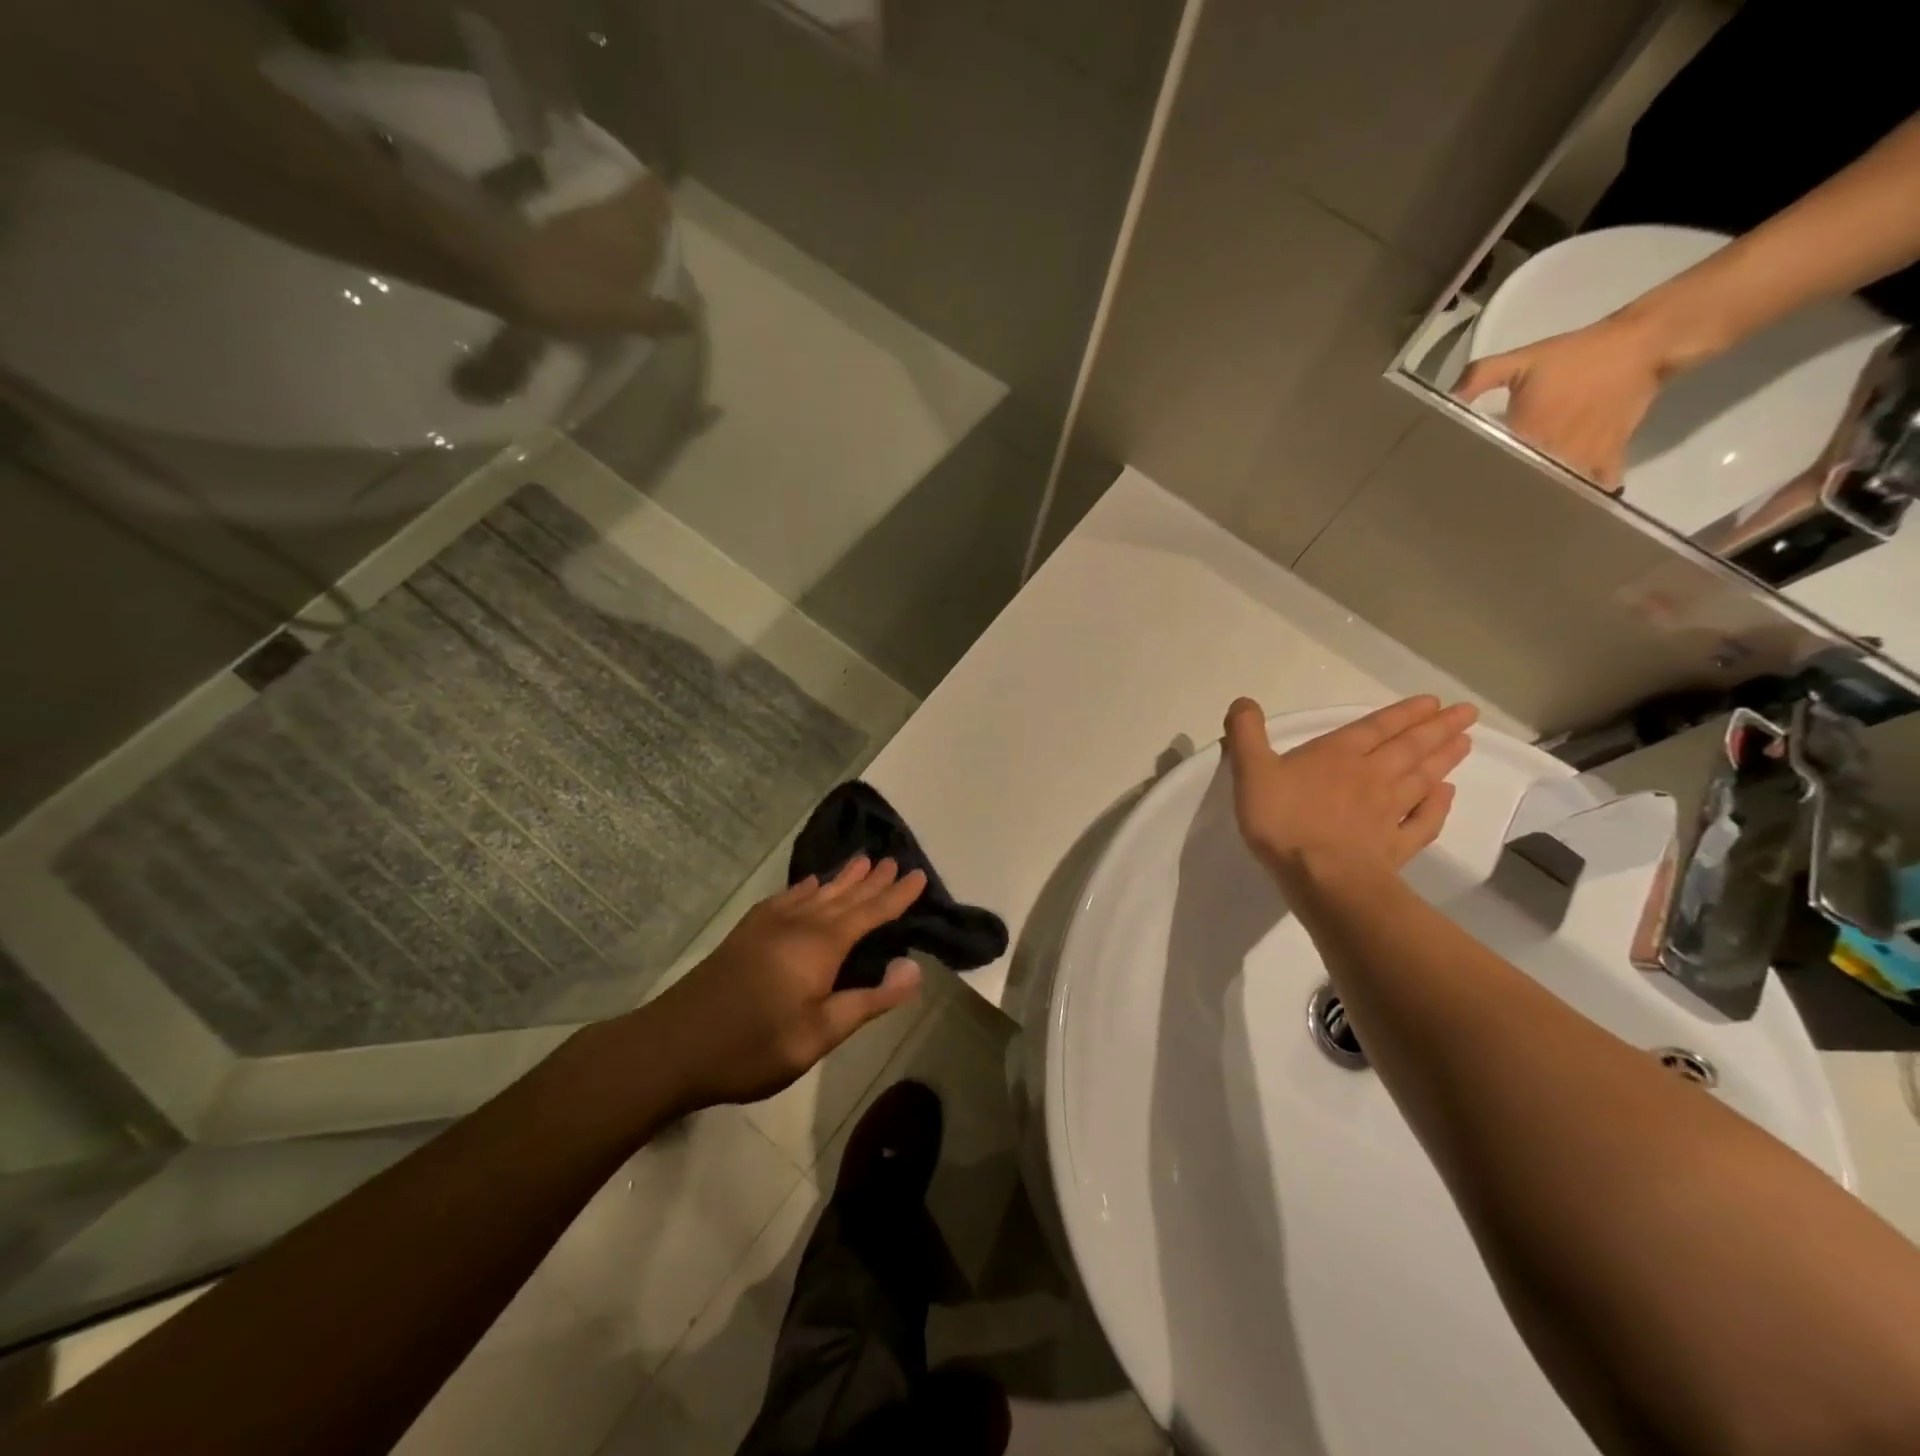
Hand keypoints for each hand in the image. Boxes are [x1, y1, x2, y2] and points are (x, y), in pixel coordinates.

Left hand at [492, 176, 691, 339]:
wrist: (503, 276)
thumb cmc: (573, 293)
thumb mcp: (626, 314)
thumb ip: (661, 315)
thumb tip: (691, 317)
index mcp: (630, 227)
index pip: (653, 192)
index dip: (665, 191)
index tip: (675, 200)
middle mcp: (608, 214)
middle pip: (635, 202)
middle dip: (650, 214)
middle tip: (664, 236)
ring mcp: (581, 219)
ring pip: (615, 215)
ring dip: (630, 229)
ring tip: (643, 255)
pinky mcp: (559, 230)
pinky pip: (597, 230)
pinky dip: (609, 242)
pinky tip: (613, 265)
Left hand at [640, 857, 927, 1109]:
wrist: (673, 1045)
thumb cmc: (753, 1045)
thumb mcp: (820, 1034)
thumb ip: (868, 1000)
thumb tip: (913, 967)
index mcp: (821, 945)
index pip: (870, 913)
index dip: (896, 896)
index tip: (919, 875)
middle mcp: (799, 923)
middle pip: (844, 896)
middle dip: (872, 880)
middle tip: (895, 859)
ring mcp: (769, 924)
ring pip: (817, 893)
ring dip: (842, 878)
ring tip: (862, 860)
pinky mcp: (748, 932)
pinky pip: (788, 898)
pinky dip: (806, 889)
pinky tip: (810, 885)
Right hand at [1223, 696, 1477, 886]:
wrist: (1321, 877)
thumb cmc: (1284, 819)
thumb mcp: (1251, 771)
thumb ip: (1246, 734)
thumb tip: (1244, 702)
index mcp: (1337, 755)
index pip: (1375, 727)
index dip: (1403, 713)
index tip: (1433, 701)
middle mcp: (1371, 776)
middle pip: (1409, 748)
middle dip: (1436, 729)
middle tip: (1466, 713)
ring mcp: (1388, 812)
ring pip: (1422, 779)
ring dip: (1444, 759)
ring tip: (1465, 742)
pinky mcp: (1395, 846)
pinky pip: (1423, 821)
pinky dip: (1438, 806)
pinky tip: (1447, 795)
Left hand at [1454, 312, 1673, 490]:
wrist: (1642, 344)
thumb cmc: (1575, 355)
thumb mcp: (1521, 360)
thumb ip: (1479, 378)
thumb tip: (1447, 400)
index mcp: (1528, 431)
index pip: (1494, 466)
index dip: (1477, 480)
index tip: (1460, 490)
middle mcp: (1555, 450)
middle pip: (1523, 483)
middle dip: (1504, 495)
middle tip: (1484, 506)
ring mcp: (1585, 457)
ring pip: (1556, 489)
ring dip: (1539, 500)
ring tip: (1516, 512)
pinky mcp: (1610, 456)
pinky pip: (1595, 486)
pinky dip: (1580, 496)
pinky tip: (1563, 504)